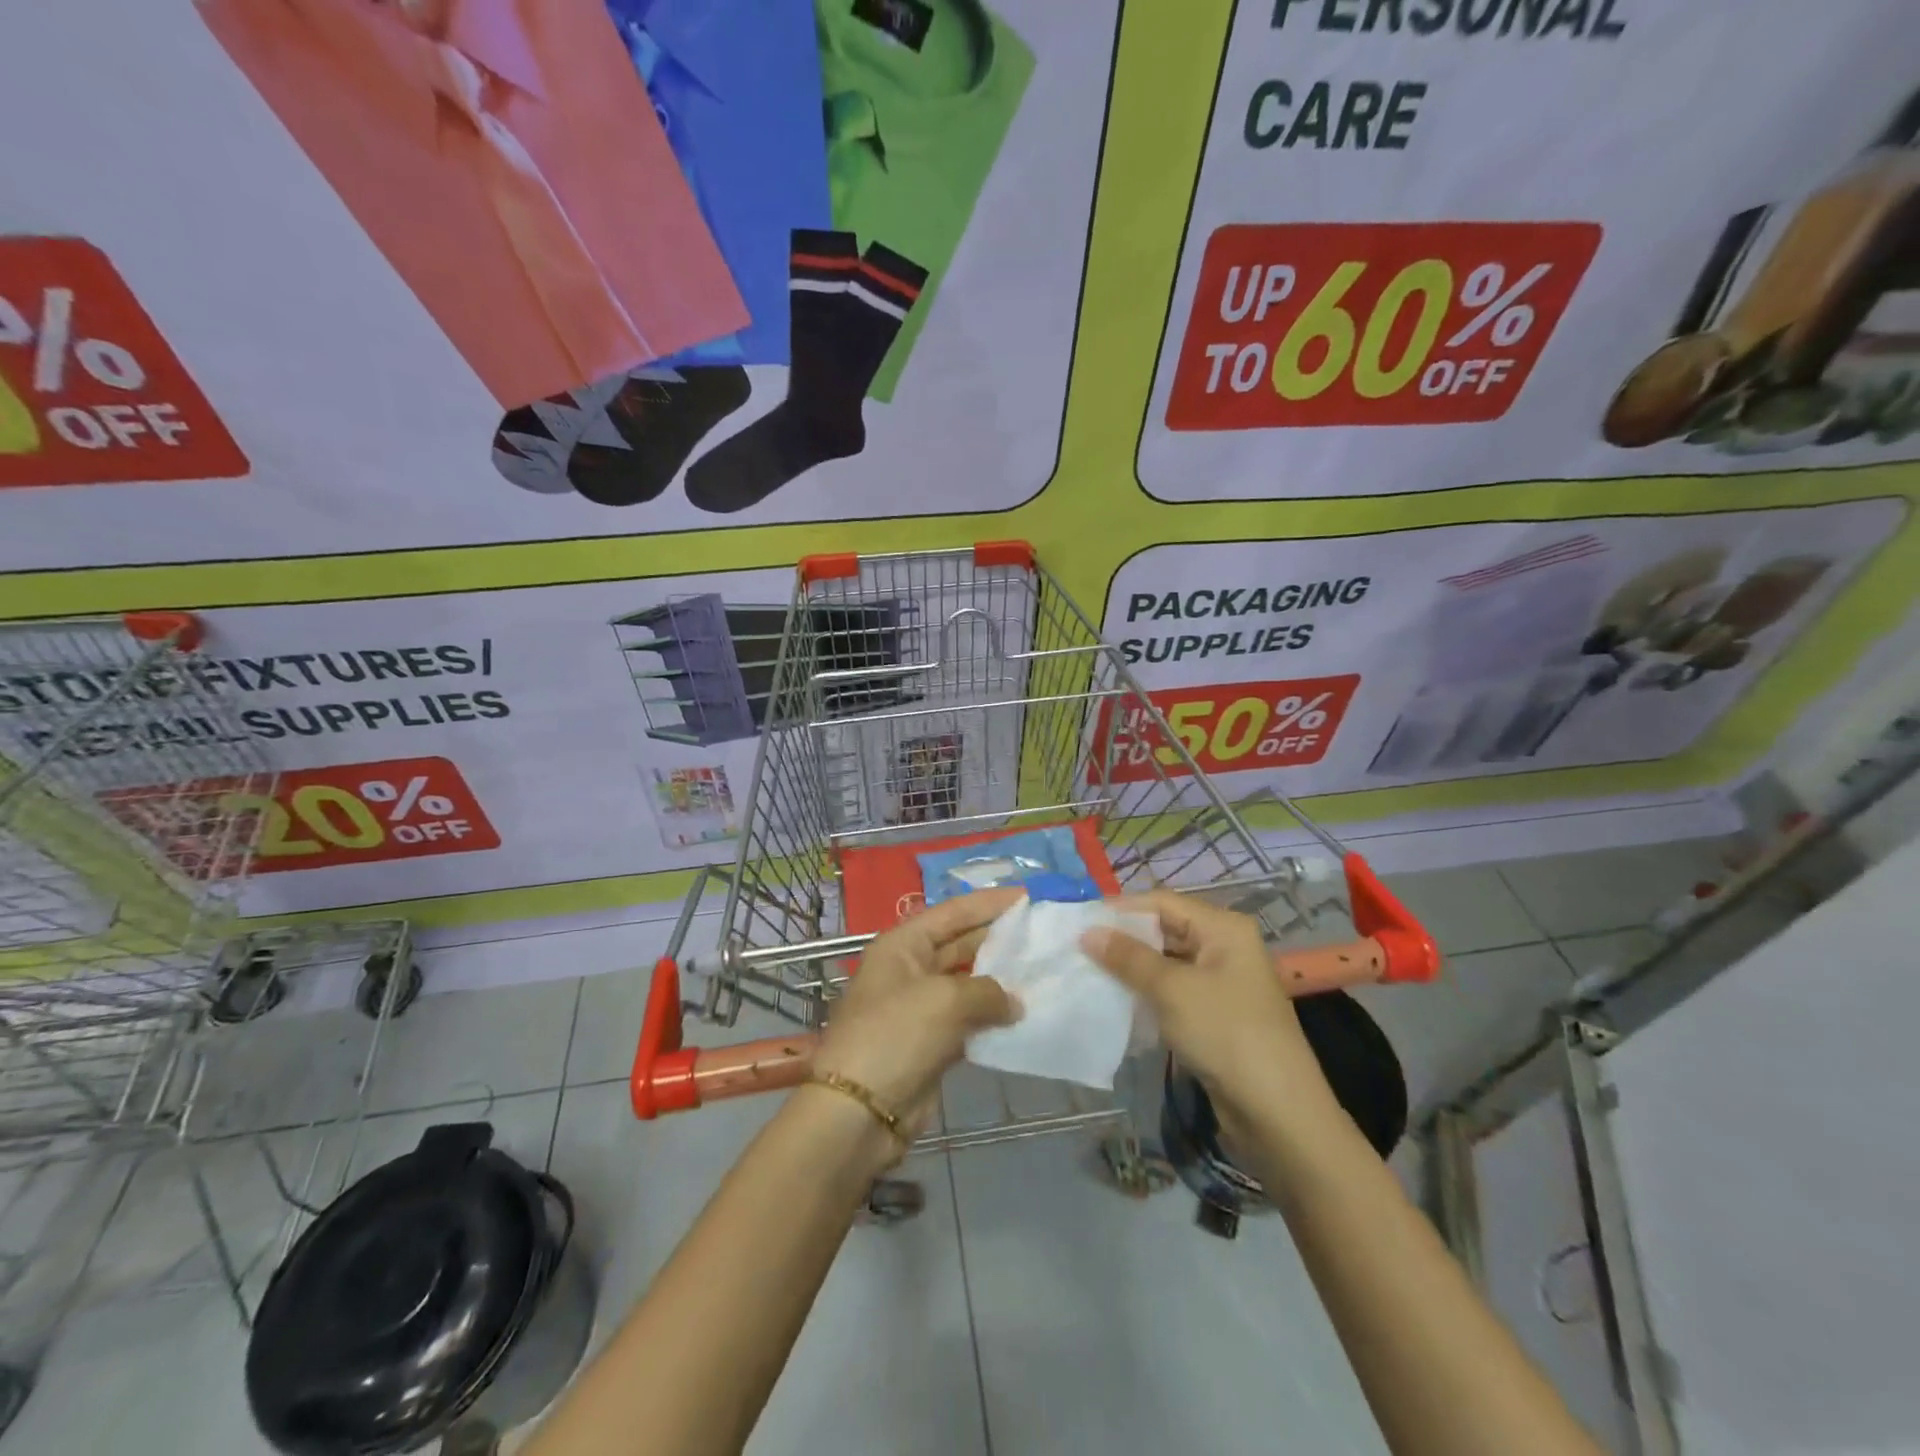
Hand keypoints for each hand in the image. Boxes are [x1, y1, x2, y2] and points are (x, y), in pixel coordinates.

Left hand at [811, 888, 1023, 1138]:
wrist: (859, 1112)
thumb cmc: (896, 1036)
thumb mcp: (945, 1000)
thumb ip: (988, 991)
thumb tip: (1015, 1003)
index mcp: (902, 945)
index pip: (952, 912)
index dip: (989, 903)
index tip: (1029, 896)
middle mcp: (910, 969)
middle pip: (960, 944)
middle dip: (998, 938)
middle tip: (1043, 934)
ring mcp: (920, 1008)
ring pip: (968, 984)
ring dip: (1000, 980)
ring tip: (1043, 972)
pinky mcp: (931, 1044)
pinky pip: (968, 1021)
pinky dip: (993, 1018)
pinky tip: (1025, 1016)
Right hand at [1083, 892, 1340, 1134]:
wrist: (1278, 1113)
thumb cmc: (1226, 1034)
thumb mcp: (1172, 990)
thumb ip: (1128, 958)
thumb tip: (1087, 932)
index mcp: (1223, 928)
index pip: (1162, 902)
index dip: (1121, 909)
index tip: (1080, 921)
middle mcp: (1225, 947)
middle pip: (1166, 930)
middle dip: (1124, 939)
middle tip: (1080, 949)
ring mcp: (1222, 982)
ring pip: (1167, 962)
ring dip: (1133, 968)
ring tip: (1091, 973)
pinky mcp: (1216, 1015)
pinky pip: (1174, 991)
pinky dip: (1147, 993)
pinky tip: (1119, 1002)